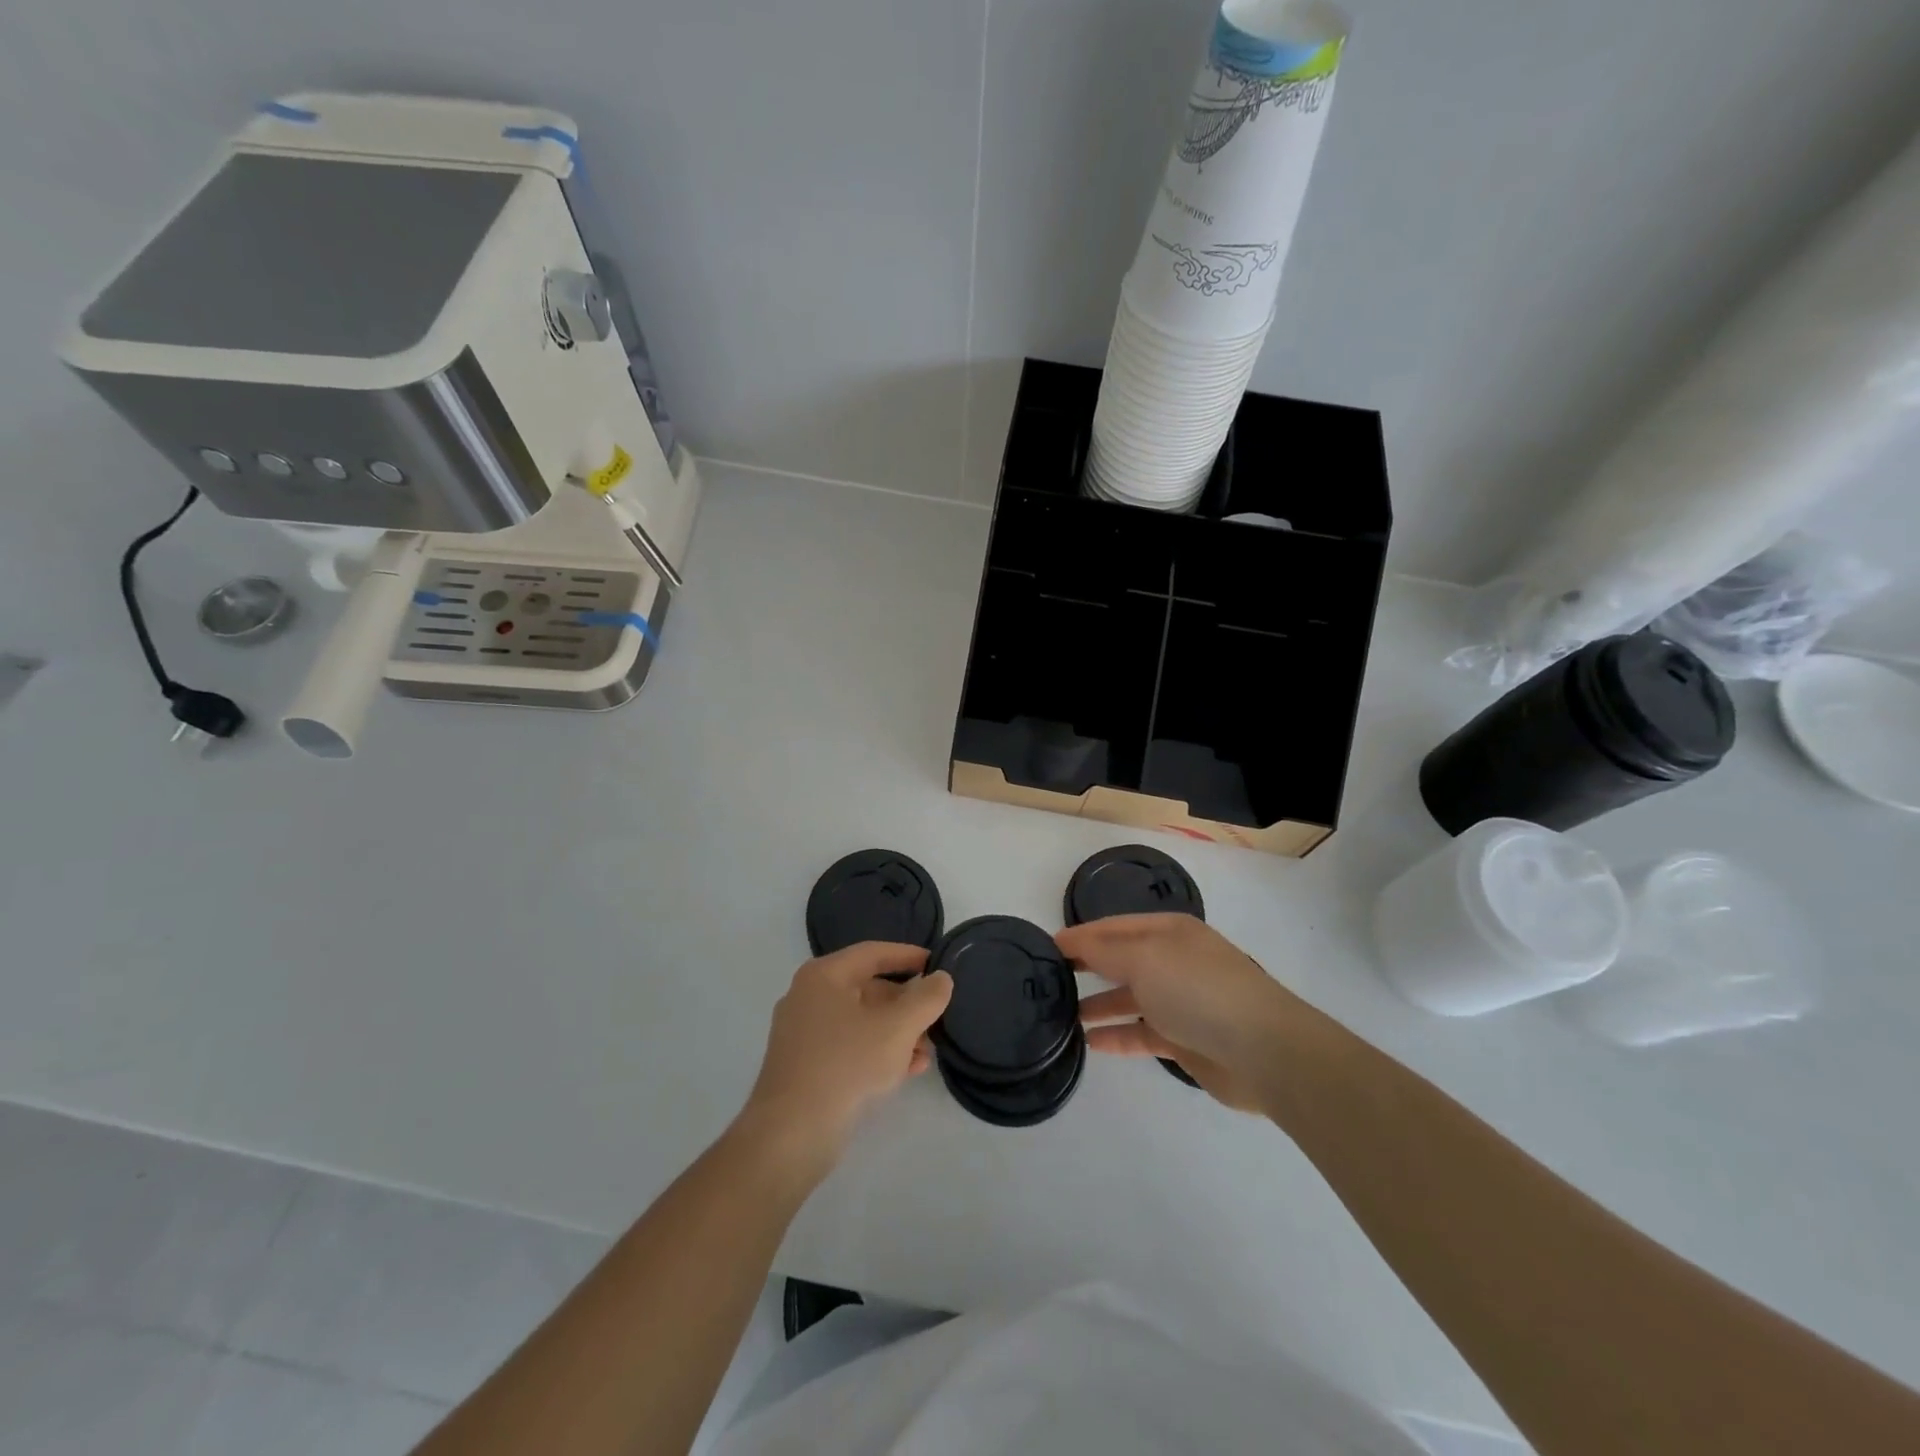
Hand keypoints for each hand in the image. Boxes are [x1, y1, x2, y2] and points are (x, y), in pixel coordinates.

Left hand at [739, 943, 952, 1173]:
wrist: (790, 1135)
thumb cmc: (846, 1065)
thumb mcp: (897, 1029)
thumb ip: (925, 999)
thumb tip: (941, 979)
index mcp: (824, 976)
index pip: (873, 953)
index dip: (908, 956)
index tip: (936, 963)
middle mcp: (808, 997)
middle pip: (867, 989)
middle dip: (906, 1005)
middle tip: (936, 1017)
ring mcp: (803, 1033)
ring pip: (860, 1021)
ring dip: (897, 1033)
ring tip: (926, 1052)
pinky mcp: (804, 1066)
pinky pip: (848, 1046)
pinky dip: (877, 1052)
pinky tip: (906, 1071)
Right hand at [1058, 914, 1296, 1112]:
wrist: (1263, 1050)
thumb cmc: (1198, 990)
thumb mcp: (1143, 958)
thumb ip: (1102, 950)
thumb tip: (1068, 941)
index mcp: (1168, 931)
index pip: (1113, 927)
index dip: (1079, 935)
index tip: (1043, 949)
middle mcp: (1173, 961)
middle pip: (1121, 960)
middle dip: (1086, 967)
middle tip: (1047, 981)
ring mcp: (1180, 1001)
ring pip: (1128, 997)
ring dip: (1097, 1003)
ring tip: (1061, 1014)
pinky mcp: (1184, 1039)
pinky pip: (1140, 1032)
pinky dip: (1116, 1035)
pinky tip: (1089, 1043)